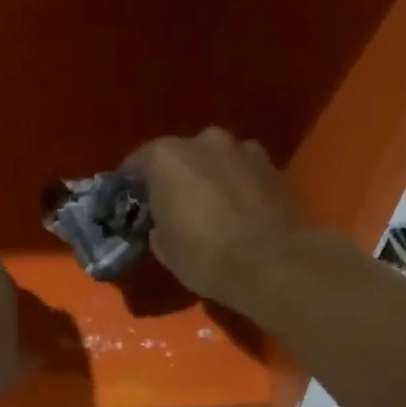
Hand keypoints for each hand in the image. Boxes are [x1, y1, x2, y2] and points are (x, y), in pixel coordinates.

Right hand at [127, 128, 300, 309]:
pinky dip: (238, 183)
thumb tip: (162, 223)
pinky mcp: (272, 165)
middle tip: (174, 204)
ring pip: (215, 159)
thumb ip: (157, 224)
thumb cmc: (204, 256)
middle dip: (175, 176)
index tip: (132, 203)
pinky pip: (243, 170)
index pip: (137, 163)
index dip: (132, 184)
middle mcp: (203, 141)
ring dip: (209, 175)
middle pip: (180, 155)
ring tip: (211, 205)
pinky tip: (239, 208)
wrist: (270, 264)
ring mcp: (242, 148)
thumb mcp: (164, 248)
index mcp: (166, 158)